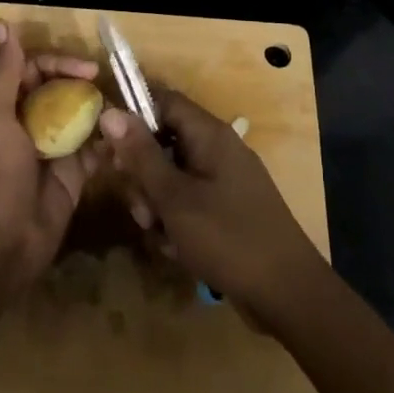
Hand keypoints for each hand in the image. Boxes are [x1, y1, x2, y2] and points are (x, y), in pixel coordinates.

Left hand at [0, 20, 98, 295]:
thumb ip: (4, 72)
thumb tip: (3, 23)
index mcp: (3, 107)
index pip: (34, 69)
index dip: (59, 63)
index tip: (86, 70)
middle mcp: (27, 123)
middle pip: (59, 89)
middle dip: (82, 84)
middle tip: (106, 86)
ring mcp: (51, 150)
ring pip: (79, 116)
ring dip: (98, 110)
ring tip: (122, 108)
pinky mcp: (72, 176)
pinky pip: (94, 149)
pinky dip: (108, 140)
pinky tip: (125, 135)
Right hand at [98, 91, 328, 329]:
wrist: (287, 292)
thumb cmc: (227, 237)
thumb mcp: (175, 198)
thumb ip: (141, 155)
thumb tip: (110, 112)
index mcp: (209, 134)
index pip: (163, 100)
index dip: (132, 115)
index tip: (106, 146)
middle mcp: (218, 148)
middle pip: (164, 141)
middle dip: (144, 175)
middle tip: (140, 209)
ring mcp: (225, 179)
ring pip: (173, 176)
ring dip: (158, 204)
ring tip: (161, 235)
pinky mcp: (228, 207)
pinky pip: (190, 200)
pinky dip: (177, 221)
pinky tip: (178, 250)